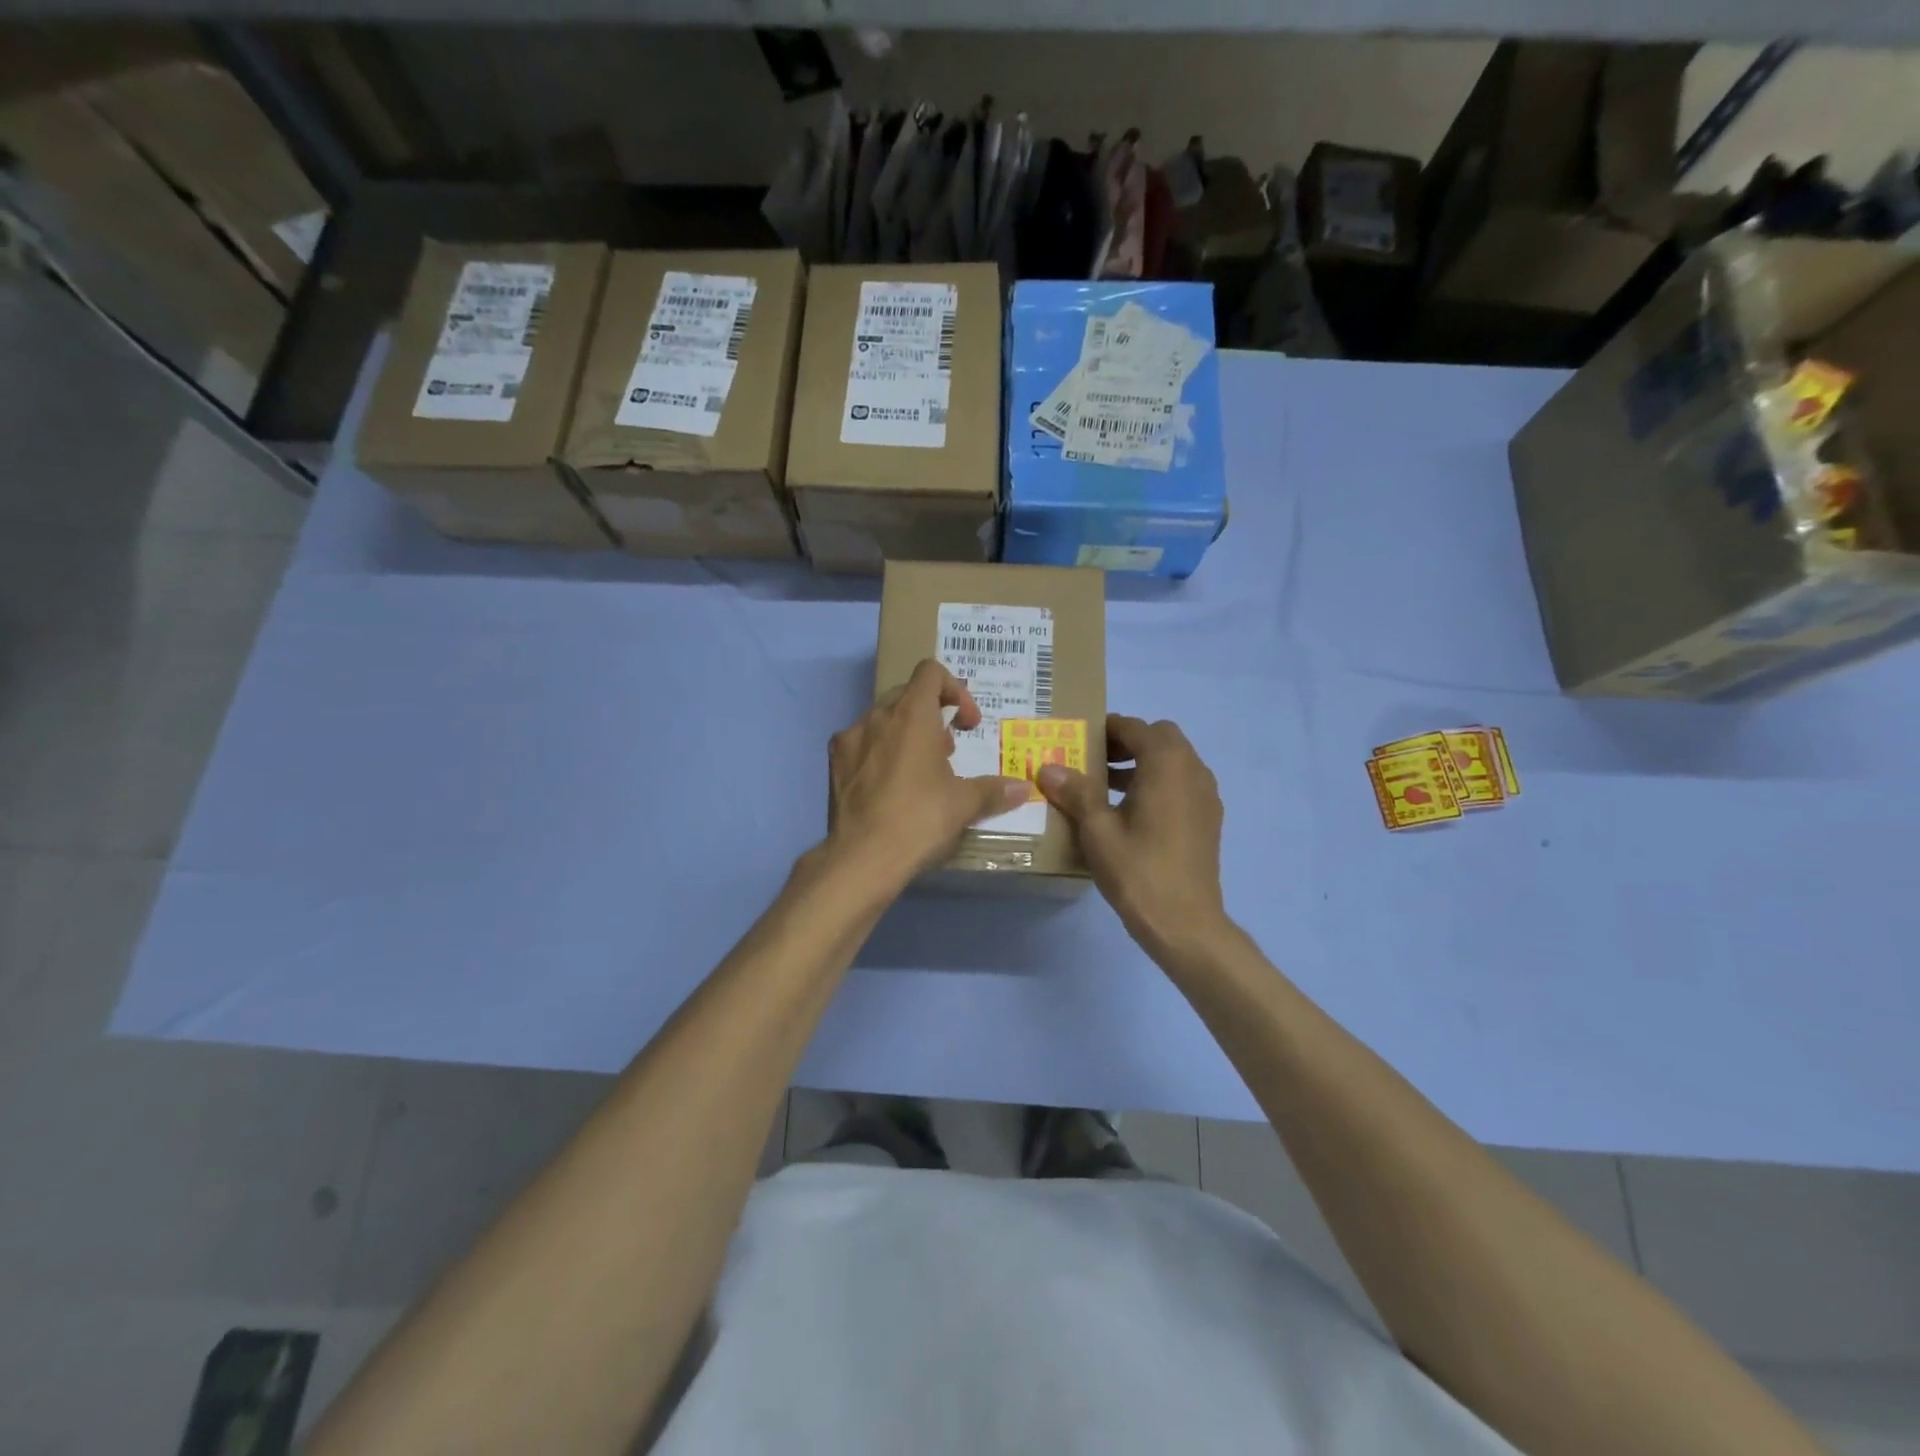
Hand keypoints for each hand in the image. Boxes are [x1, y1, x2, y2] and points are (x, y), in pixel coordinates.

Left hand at [826, 659, 1031, 882]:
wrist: (863, 857)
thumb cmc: (920, 818)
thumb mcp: (964, 804)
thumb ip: (993, 790)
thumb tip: (1023, 789)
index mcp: (912, 714)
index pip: (931, 672)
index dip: (955, 689)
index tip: (966, 724)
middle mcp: (877, 716)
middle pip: (907, 694)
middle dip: (931, 715)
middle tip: (946, 751)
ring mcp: (850, 738)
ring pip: (882, 720)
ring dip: (905, 734)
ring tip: (919, 771)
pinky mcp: (834, 763)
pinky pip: (861, 744)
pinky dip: (879, 753)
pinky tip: (889, 787)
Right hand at [1038, 714, 1229, 960]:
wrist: (1185, 923)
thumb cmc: (1138, 870)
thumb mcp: (1097, 830)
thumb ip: (1076, 792)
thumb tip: (1048, 768)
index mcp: (1167, 764)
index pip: (1135, 728)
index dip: (1107, 728)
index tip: (1080, 738)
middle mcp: (1193, 770)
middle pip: (1160, 738)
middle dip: (1127, 742)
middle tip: (1094, 761)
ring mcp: (1206, 795)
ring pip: (1174, 762)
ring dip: (1143, 763)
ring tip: (1104, 786)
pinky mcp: (1208, 819)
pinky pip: (1182, 784)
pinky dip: (1158, 783)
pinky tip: (1131, 813)